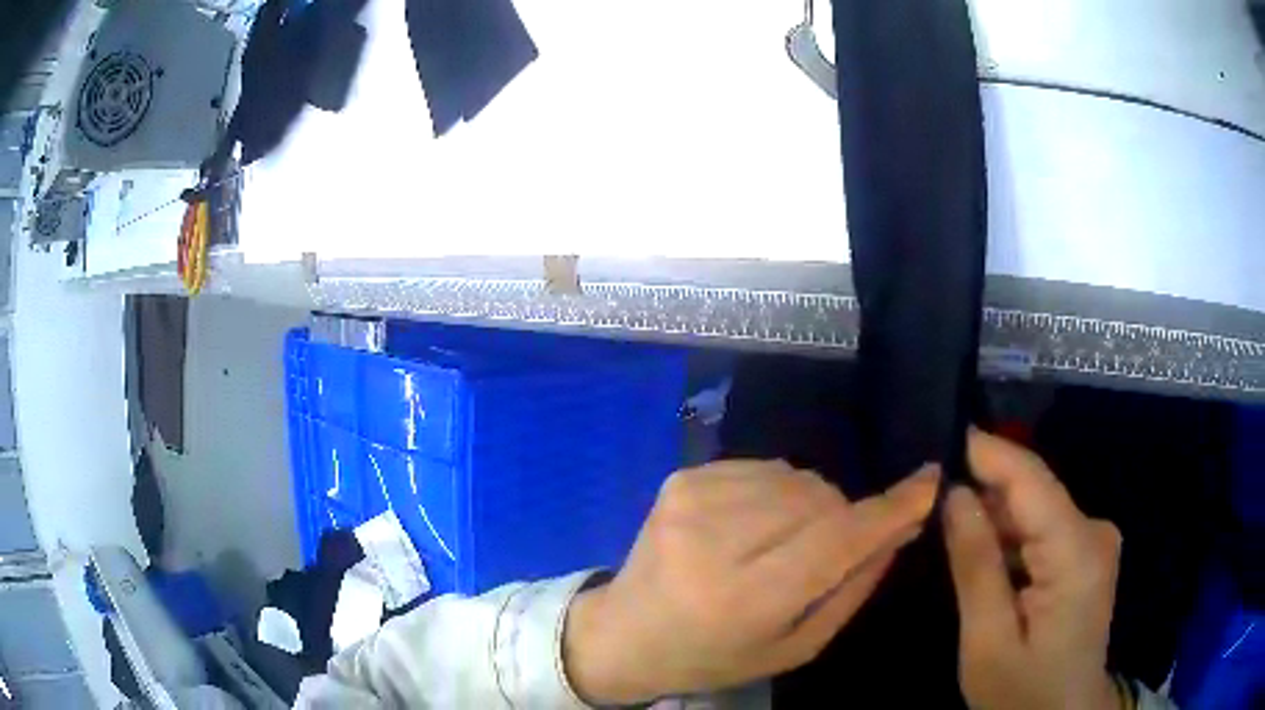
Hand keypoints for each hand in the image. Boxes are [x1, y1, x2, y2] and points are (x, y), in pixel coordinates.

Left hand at [564, 459, 939, 703]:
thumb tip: (901, 527)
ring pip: (797, 478)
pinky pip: (764, 468)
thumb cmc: (715, 655)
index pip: (835, 540)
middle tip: (824, 554)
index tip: (929, 481)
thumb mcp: (794, 646)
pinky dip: (778, 493)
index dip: (889, 510)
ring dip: (810, 505)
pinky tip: (753, 526)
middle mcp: (714, 540)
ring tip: (782, 545)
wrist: (626, 632)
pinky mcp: (682, 478)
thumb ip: (852, 588)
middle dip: (843, 518)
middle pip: (820, 499)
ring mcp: (692, 499)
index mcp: (743, 598)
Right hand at [944, 431, 1121, 709]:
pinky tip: (984, 554)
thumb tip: (955, 495)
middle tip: (930, 495)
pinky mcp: (1088, 553)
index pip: (1032, 480)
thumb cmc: (1022, 692)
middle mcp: (1095, 531)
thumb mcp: (987, 641)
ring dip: (995, 517)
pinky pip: (1044, 529)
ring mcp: (1095, 541)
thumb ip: (976, 566)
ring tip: (949, 525)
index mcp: (1077, 552)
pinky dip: (1011, 537)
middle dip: (985, 489)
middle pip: (1034, 493)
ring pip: (1037, 510)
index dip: (988, 452)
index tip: (942, 435)